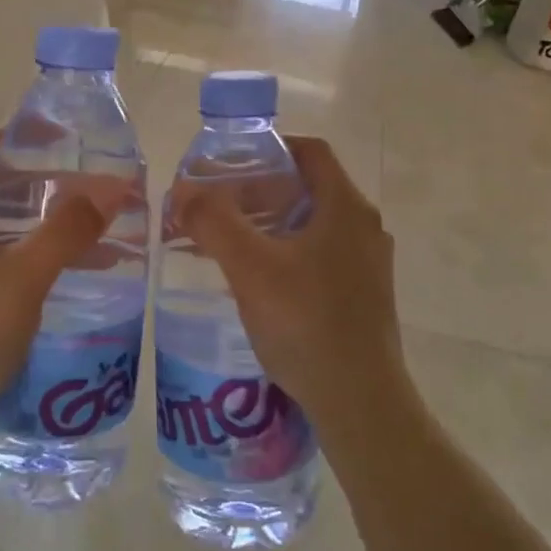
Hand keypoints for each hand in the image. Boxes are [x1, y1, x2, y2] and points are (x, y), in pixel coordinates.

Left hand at [0, 132, 126, 437]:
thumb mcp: (24, 277)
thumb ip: (67, 231)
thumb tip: (114, 188)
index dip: (23, 136)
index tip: (68, 137)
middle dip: (45, 183)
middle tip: (92, 185)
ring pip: (2, 227)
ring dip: (44, 222)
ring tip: (93, 228)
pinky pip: (1, 259)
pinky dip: (34, 253)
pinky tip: (68, 271)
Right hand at [173, 136, 409, 441]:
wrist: (360, 403)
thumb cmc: (307, 323)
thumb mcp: (251, 268)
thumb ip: (214, 222)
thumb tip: (183, 191)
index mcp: (346, 207)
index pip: (311, 152)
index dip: (270, 148)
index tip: (231, 162)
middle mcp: (364, 228)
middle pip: (309, 188)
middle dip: (261, 190)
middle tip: (218, 204)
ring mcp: (368, 264)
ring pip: (314, 225)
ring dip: (272, 223)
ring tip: (229, 241)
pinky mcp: (364, 296)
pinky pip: (320, 256)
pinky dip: (287, 253)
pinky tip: (258, 281)